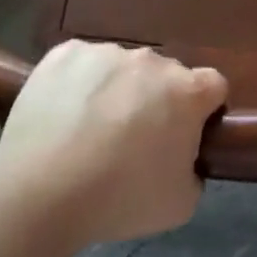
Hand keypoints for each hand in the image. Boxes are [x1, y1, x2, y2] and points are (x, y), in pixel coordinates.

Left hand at [0, 41, 227, 244]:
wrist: (42, 192)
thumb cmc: (121, 199)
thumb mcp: (182, 203)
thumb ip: (194, 171)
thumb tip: (182, 157)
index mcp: (187, 91)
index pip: (213, 86)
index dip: (203, 110)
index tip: (184, 135)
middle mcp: (152, 61)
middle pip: (165, 75)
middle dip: (156, 100)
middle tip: (133, 140)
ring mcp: (106, 52)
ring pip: (122, 68)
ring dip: (117, 90)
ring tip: (89, 130)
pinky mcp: (65, 53)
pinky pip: (83, 64)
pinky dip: (79, 82)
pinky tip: (64, 115)